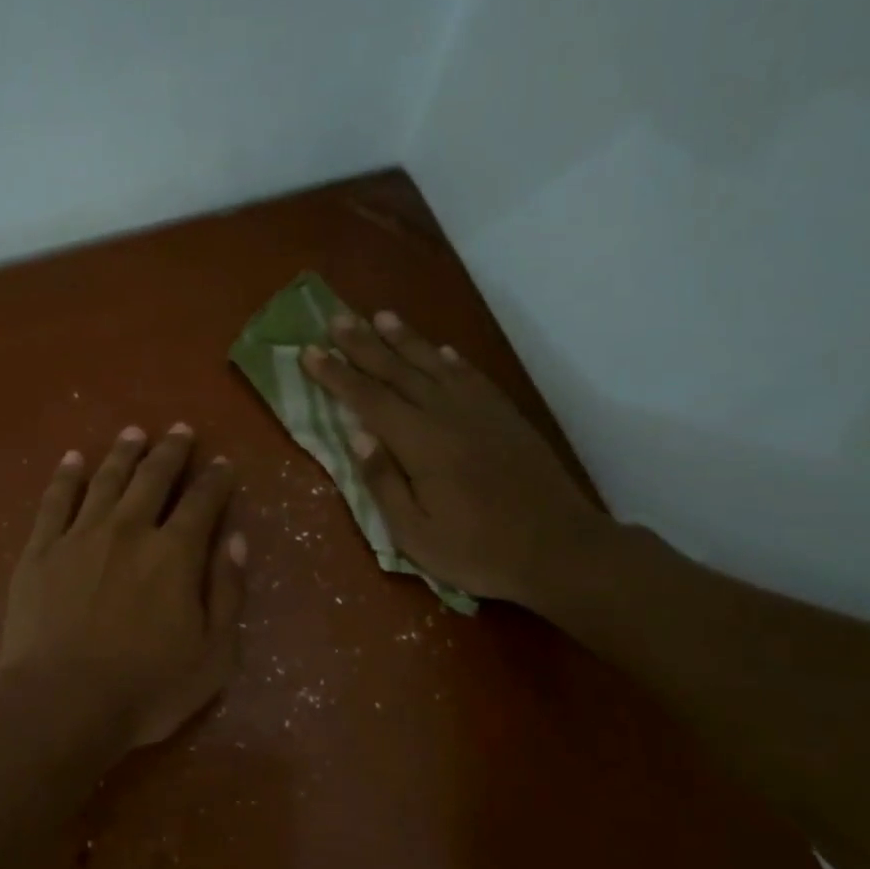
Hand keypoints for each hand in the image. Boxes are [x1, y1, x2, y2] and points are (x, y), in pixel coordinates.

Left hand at [0, 424, 246, 747]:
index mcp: (174, 553)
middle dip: (171, 451)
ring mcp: (80, 536)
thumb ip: (227, 592)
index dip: (215, 479)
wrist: (62, 704)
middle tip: (180, 430)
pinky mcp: (40, 551)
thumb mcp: (213, 654)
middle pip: (153, 478)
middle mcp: (129, 530)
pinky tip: (73, 459)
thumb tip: (235, 539)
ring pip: (106, 480)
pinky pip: (54, 501)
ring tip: (133, 432)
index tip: (222, 462)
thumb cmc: (146, 688)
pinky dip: (66, 476)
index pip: (202, 502)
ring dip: (123, 453)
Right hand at [299, 311, 603, 607]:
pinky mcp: (507, 418)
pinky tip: (442, 351)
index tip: (309, 351)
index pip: (368, 400)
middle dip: (363, 344)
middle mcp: (448, 415)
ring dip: (405, 339)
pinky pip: (473, 378)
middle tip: (336, 318)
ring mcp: (481, 413)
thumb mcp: (415, 534)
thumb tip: (357, 435)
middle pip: (397, 372)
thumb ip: (383, 482)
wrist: (560, 551)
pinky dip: (453, 360)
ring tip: (381, 316)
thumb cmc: (478, 552)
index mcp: (421, 444)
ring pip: (435, 365)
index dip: (336, 375)